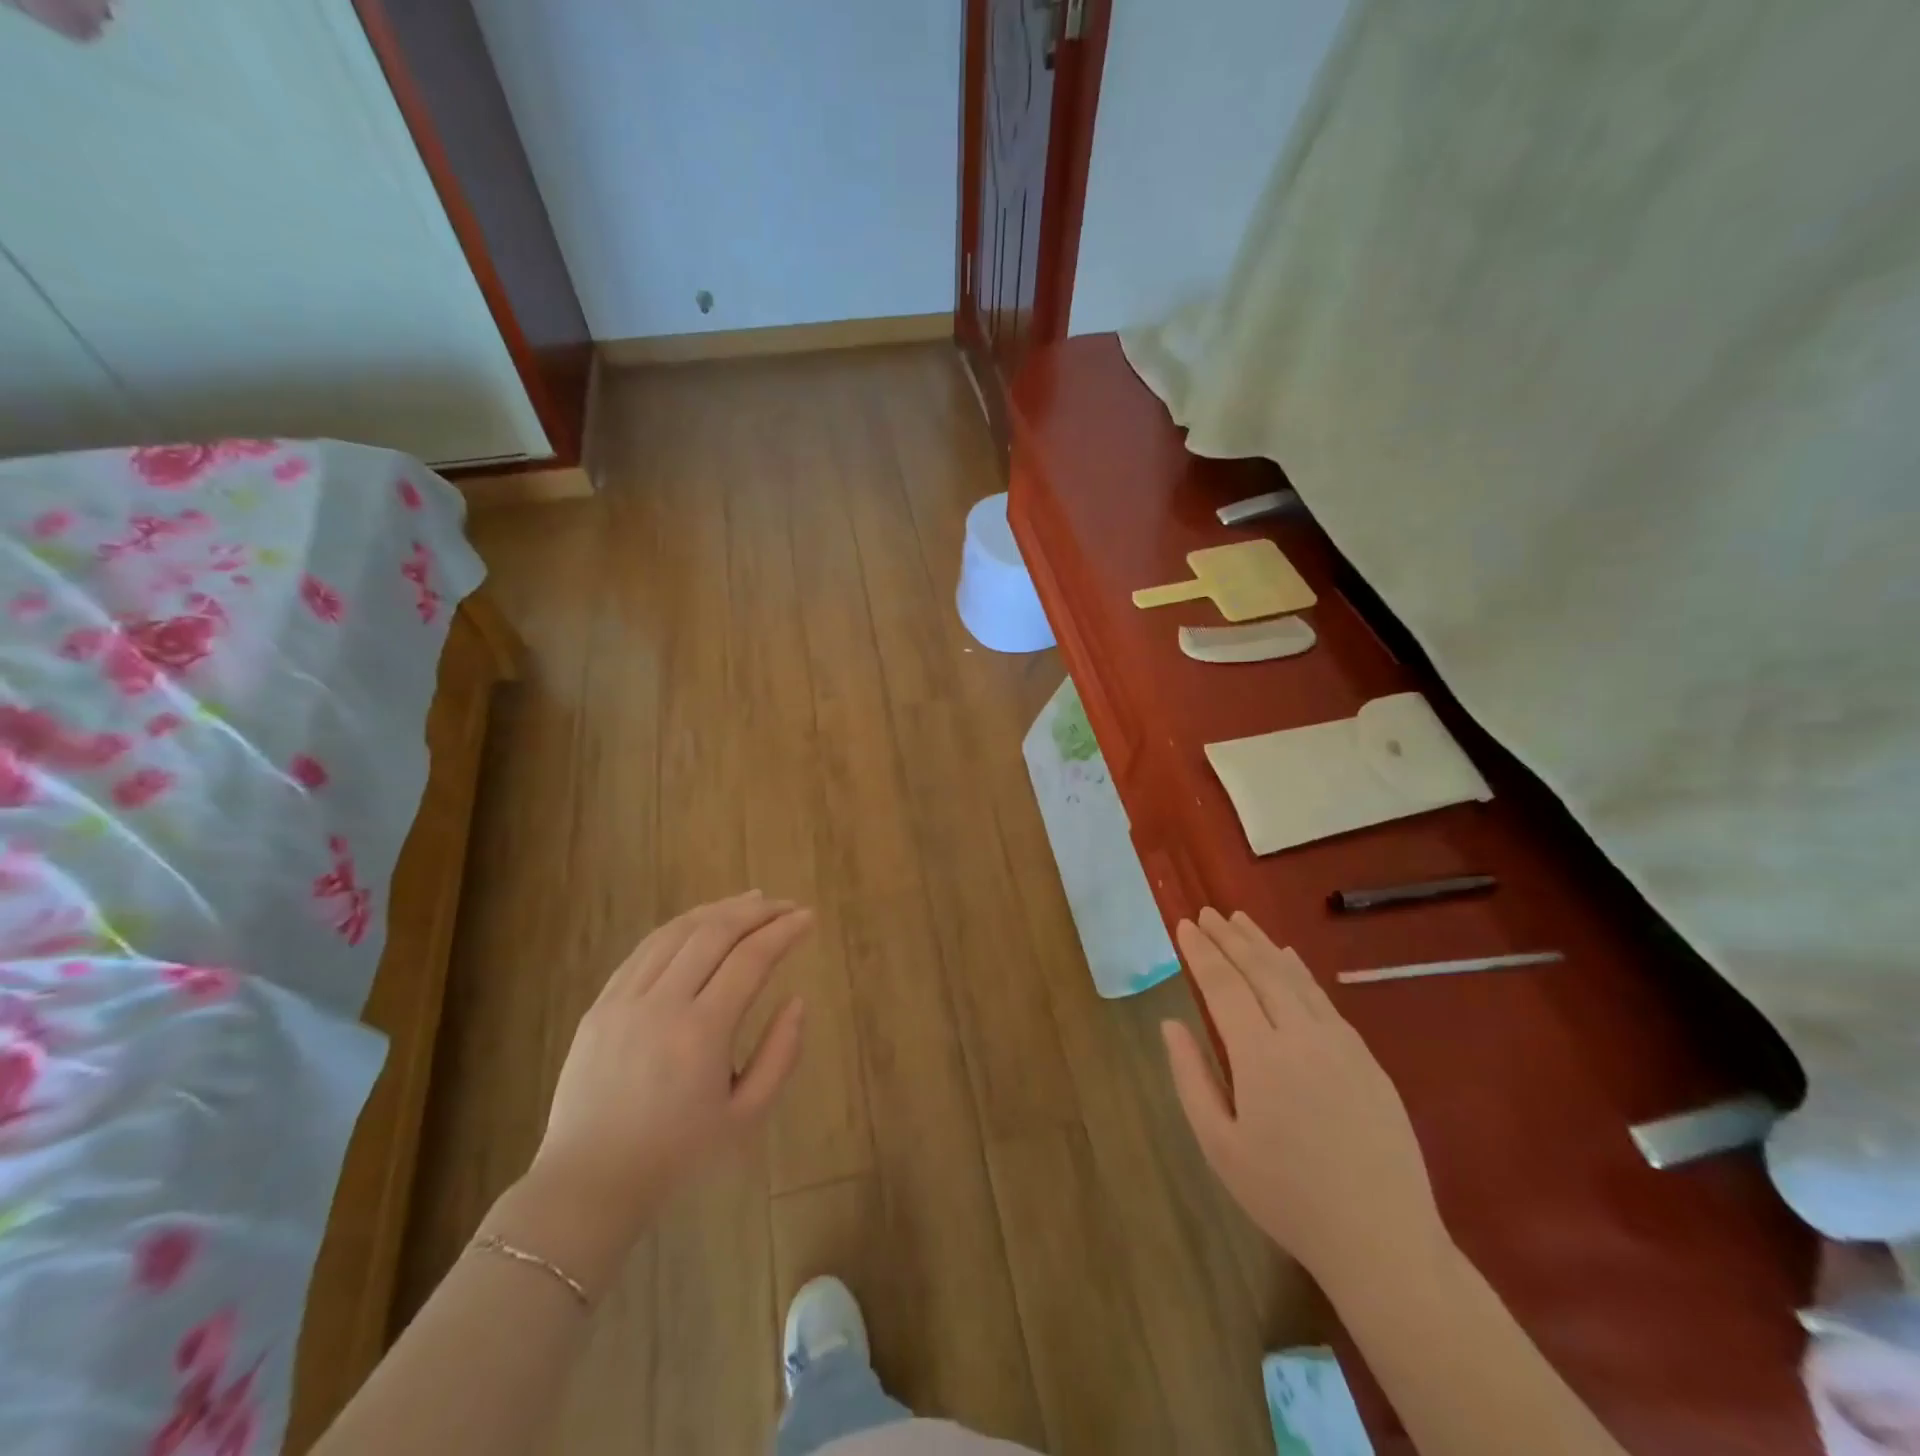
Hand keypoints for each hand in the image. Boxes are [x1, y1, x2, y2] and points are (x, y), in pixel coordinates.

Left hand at [522, 892, 811, 1251]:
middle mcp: (661, 1004)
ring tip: (750, 901)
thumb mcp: (746, 1118)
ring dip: (719, 909)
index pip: (751, 959)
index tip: (808, 917)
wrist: (589, 1183)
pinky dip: (680, 927)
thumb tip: (797, 1000)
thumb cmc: (677, 1156)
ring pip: (677, 932)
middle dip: (756, 911)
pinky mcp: (600, 1005)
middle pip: (714, 933)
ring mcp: (624, 1001)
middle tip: (785, 905)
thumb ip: (780, 1055)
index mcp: (701, 1033)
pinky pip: (644, 950)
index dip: (784, 931)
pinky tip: (700, 923)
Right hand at [1162, 908, 1447, 1290]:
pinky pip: (1324, 999)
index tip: (1184, 925)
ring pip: (1295, 977)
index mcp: (1261, 1057)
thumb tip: (1170, 1023)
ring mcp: (1341, 1044)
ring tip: (1240, 920)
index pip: (1224, 986)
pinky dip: (1299, 970)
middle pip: (1260, 970)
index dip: (1202, 952)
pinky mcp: (1367, 1058)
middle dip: (1230, 938)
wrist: (1383, 1240)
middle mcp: (1302, 1036)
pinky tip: (1288, 957)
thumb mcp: (1220, 1146)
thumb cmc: (1287, 1197)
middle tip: (1207, 912)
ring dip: (1263, 944)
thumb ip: (1191, 1078)